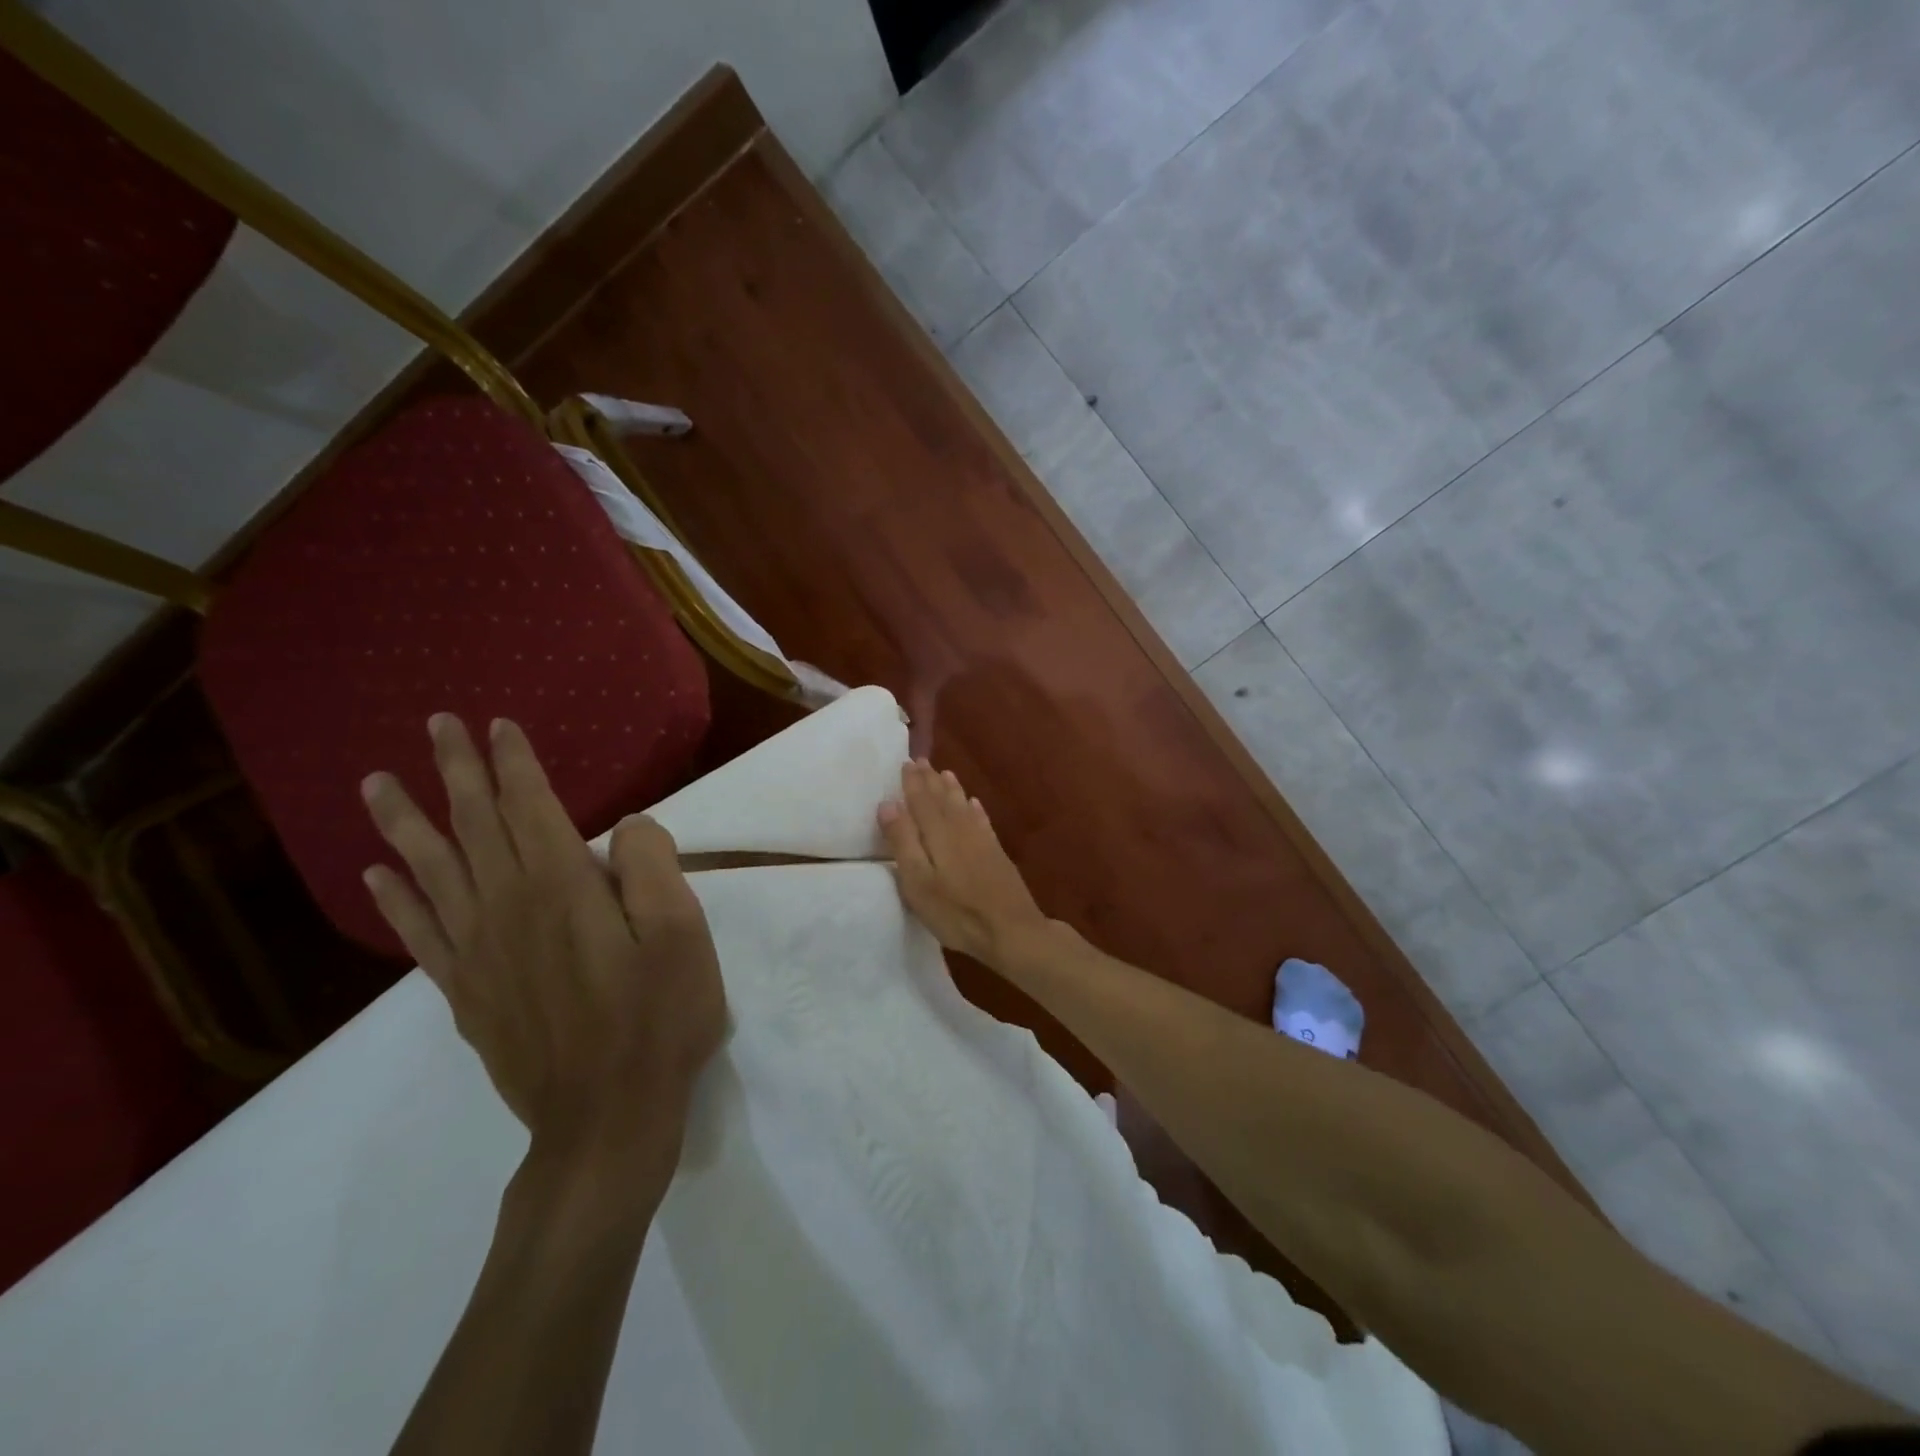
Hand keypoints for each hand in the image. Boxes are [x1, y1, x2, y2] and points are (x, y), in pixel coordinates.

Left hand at [360, 714, 726, 1165]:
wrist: (606, 1119)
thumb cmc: (658, 1019)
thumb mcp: (682, 934)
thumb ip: (651, 867)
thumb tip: (625, 826)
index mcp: (563, 888)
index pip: (530, 808)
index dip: (514, 764)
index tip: (496, 726)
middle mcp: (508, 908)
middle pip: (475, 826)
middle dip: (455, 772)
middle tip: (434, 726)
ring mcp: (478, 952)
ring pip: (433, 871)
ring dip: (405, 823)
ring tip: (376, 784)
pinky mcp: (467, 992)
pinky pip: (420, 933)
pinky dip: (395, 900)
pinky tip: (377, 875)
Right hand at [877, 759, 1048, 966]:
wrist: (1011, 930)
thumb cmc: (956, 911)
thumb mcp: (918, 882)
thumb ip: (903, 841)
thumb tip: (888, 803)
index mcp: (938, 833)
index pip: (921, 800)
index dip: (912, 782)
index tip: (906, 762)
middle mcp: (960, 829)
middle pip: (943, 798)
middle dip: (930, 780)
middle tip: (922, 760)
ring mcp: (982, 840)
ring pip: (963, 805)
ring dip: (952, 789)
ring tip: (945, 773)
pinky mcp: (996, 853)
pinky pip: (982, 821)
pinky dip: (975, 809)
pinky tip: (974, 804)